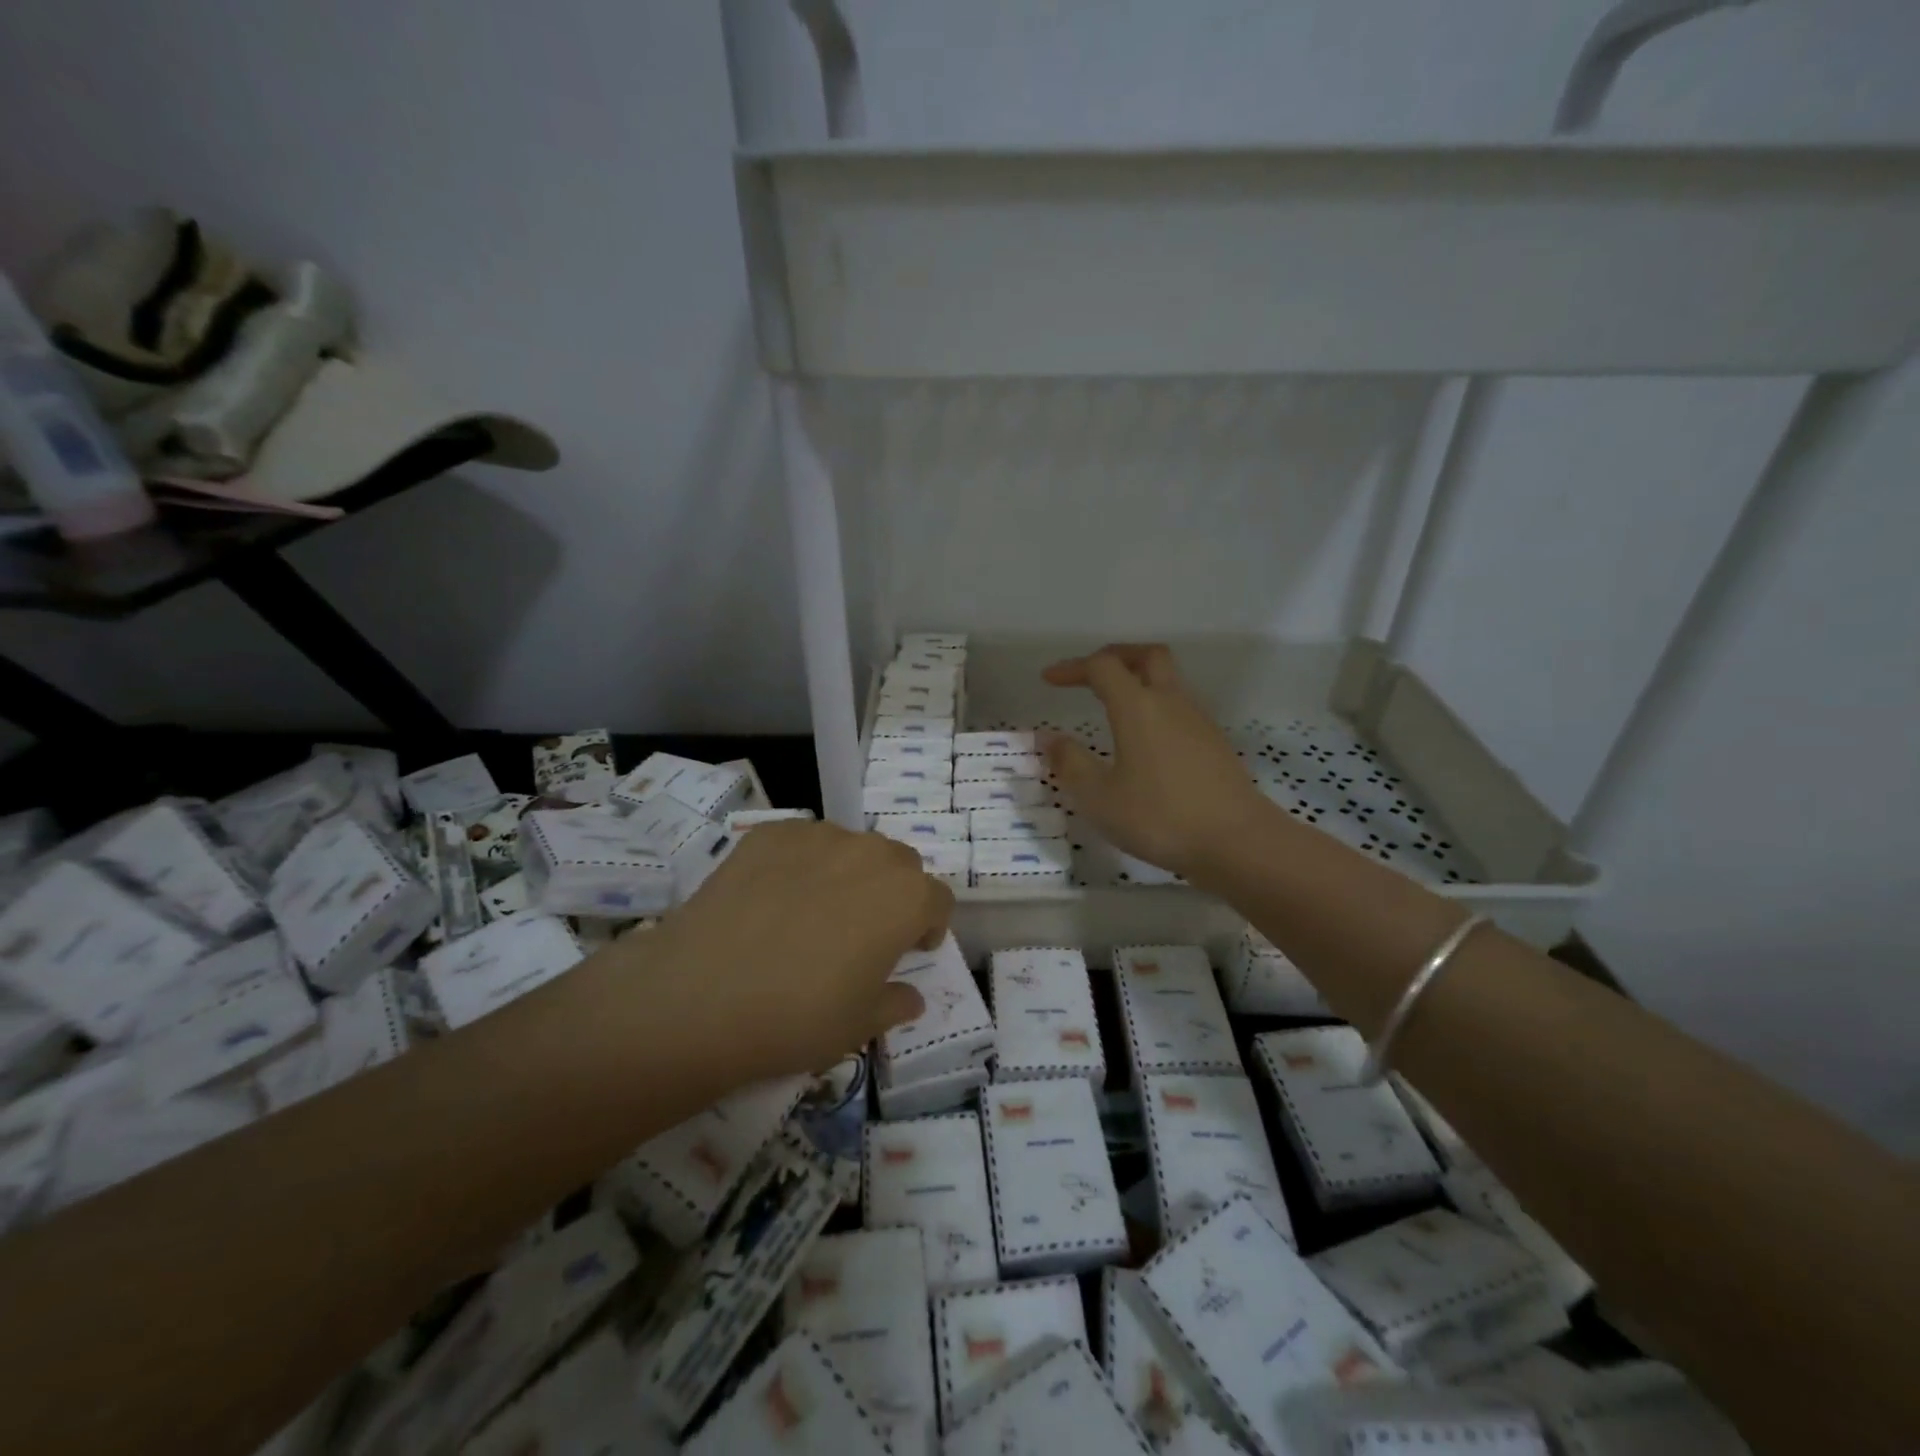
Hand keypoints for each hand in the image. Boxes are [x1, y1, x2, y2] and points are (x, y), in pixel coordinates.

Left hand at [642, 820, 950, 1078]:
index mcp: (905, 897)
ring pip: (851, 847)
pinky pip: (802, 842)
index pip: (938, 899)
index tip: (910, 950)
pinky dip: (801, 863)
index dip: (929, 926)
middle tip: (864, 931)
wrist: (700, 996)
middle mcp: (870, 853)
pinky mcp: (769, 834)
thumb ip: (895, 1004)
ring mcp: (817, 837)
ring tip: (814, 912)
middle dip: (893, 893)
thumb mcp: (859, 1026)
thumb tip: (909, 998)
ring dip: (849, 873)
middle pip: (899, 864)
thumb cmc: (796, 1017)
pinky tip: (773, 898)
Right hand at [1041, 644, 1266, 881]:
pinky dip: (1156, 706)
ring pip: (1168, 679)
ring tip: (1113, 705)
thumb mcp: (1100, 798)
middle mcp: (1170, 702)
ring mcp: (1198, 721)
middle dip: (1115, 656)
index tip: (1049, 680)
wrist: (1237, 842)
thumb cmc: (1160, 818)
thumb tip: (1049, 738)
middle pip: (1146, 656)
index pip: (1102, 667)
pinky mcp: (1214, 743)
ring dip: (1138, 680)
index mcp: (1138, 707)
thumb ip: (1071, 763)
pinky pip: (1180, 707)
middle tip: (1090, 674)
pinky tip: (1144, 739)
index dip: (1073, 667)